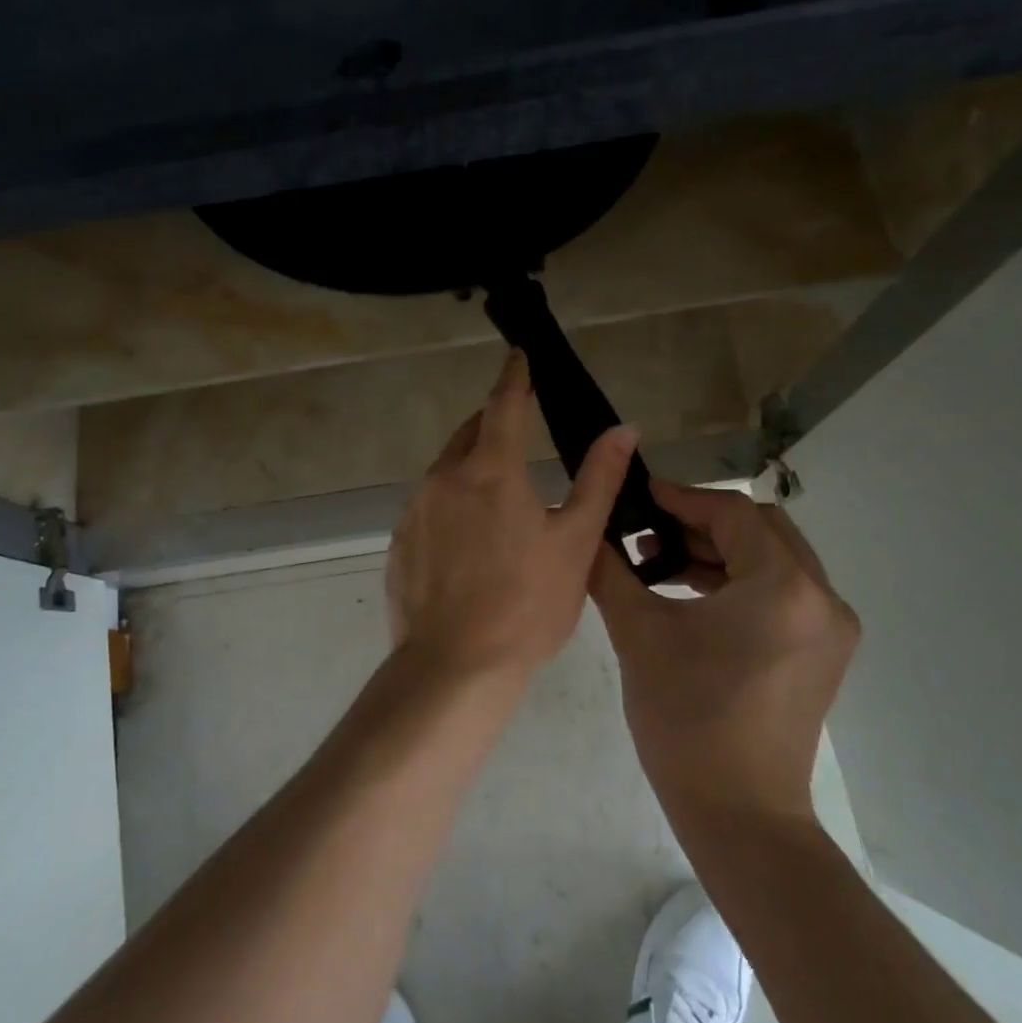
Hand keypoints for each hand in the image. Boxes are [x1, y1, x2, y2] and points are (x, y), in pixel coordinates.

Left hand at [386, 351, 637, 681]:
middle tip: (518, 433)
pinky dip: (450, 505)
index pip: (503, 404)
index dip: (514, 377)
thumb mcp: (576, 542)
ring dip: (471, 468)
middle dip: (493, 423)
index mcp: (490, 470)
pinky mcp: (398, 542)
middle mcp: (444, 478)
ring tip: (498, 499)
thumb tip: (623, 429)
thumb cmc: (527, 604)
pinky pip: (428, 507)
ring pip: (446, 470)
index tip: (518, 355)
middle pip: (470, 434)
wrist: (454, 667)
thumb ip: (598, 479)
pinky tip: (467, 543)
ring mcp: (414, 510)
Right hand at [590, 480, 859, 821]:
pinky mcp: (823, 653)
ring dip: (720, 552)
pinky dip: (739, 581)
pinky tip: (692, 595)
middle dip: (703, 523)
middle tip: (650, 531)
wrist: (738, 815)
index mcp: (784, 586)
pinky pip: (782, 592)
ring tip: (662, 564)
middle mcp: (822, 598)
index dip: (682, 499)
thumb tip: (588, 531)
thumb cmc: (687, 719)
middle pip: (761, 529)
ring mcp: (830, 628)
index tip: (640, 495)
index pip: (732, 514)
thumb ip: (610, 570)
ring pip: (773, 559)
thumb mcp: (639, 633)